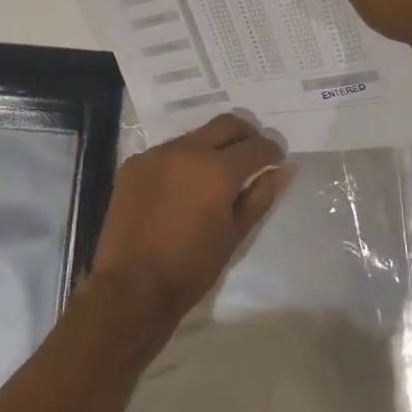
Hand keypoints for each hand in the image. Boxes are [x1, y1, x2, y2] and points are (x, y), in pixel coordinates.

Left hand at [89, 113, 287, 329]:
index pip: (255, 146)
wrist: (131, 287)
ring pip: (194, 136)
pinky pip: (167, 152)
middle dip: (246, 135)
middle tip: (253, 154)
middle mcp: (186, 150)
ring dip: (212, 147)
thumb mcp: (234, 235)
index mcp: (217, 169)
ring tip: (216, 174)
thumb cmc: (191, 267)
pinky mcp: (133, 164)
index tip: (277, 159)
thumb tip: (280, 171)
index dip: (272, 151)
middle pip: (226, 124)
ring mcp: (156, 154)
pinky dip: (182, 161)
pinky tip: (182, 187)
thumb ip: (259, 197)